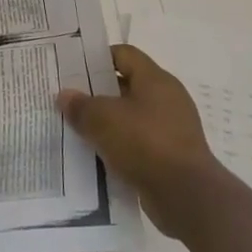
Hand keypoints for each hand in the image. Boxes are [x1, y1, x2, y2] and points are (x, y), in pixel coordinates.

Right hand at [58, 44, 229, 239]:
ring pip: (131, 117)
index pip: (124, 54)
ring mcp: (172, 129)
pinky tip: (98, 155)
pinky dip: (120, 146)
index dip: (98, 58)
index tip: (74, 69)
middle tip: (70, 100)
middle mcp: (167, 99)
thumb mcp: (103, 120)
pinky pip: (139, 143)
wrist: (186, 196)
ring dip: (108, 123)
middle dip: (98, 93)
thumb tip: (65, 96)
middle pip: (127, 85)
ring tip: (78, 128)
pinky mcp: (171, 156)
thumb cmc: (145, 144)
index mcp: (156, 80)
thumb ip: (81, 105)